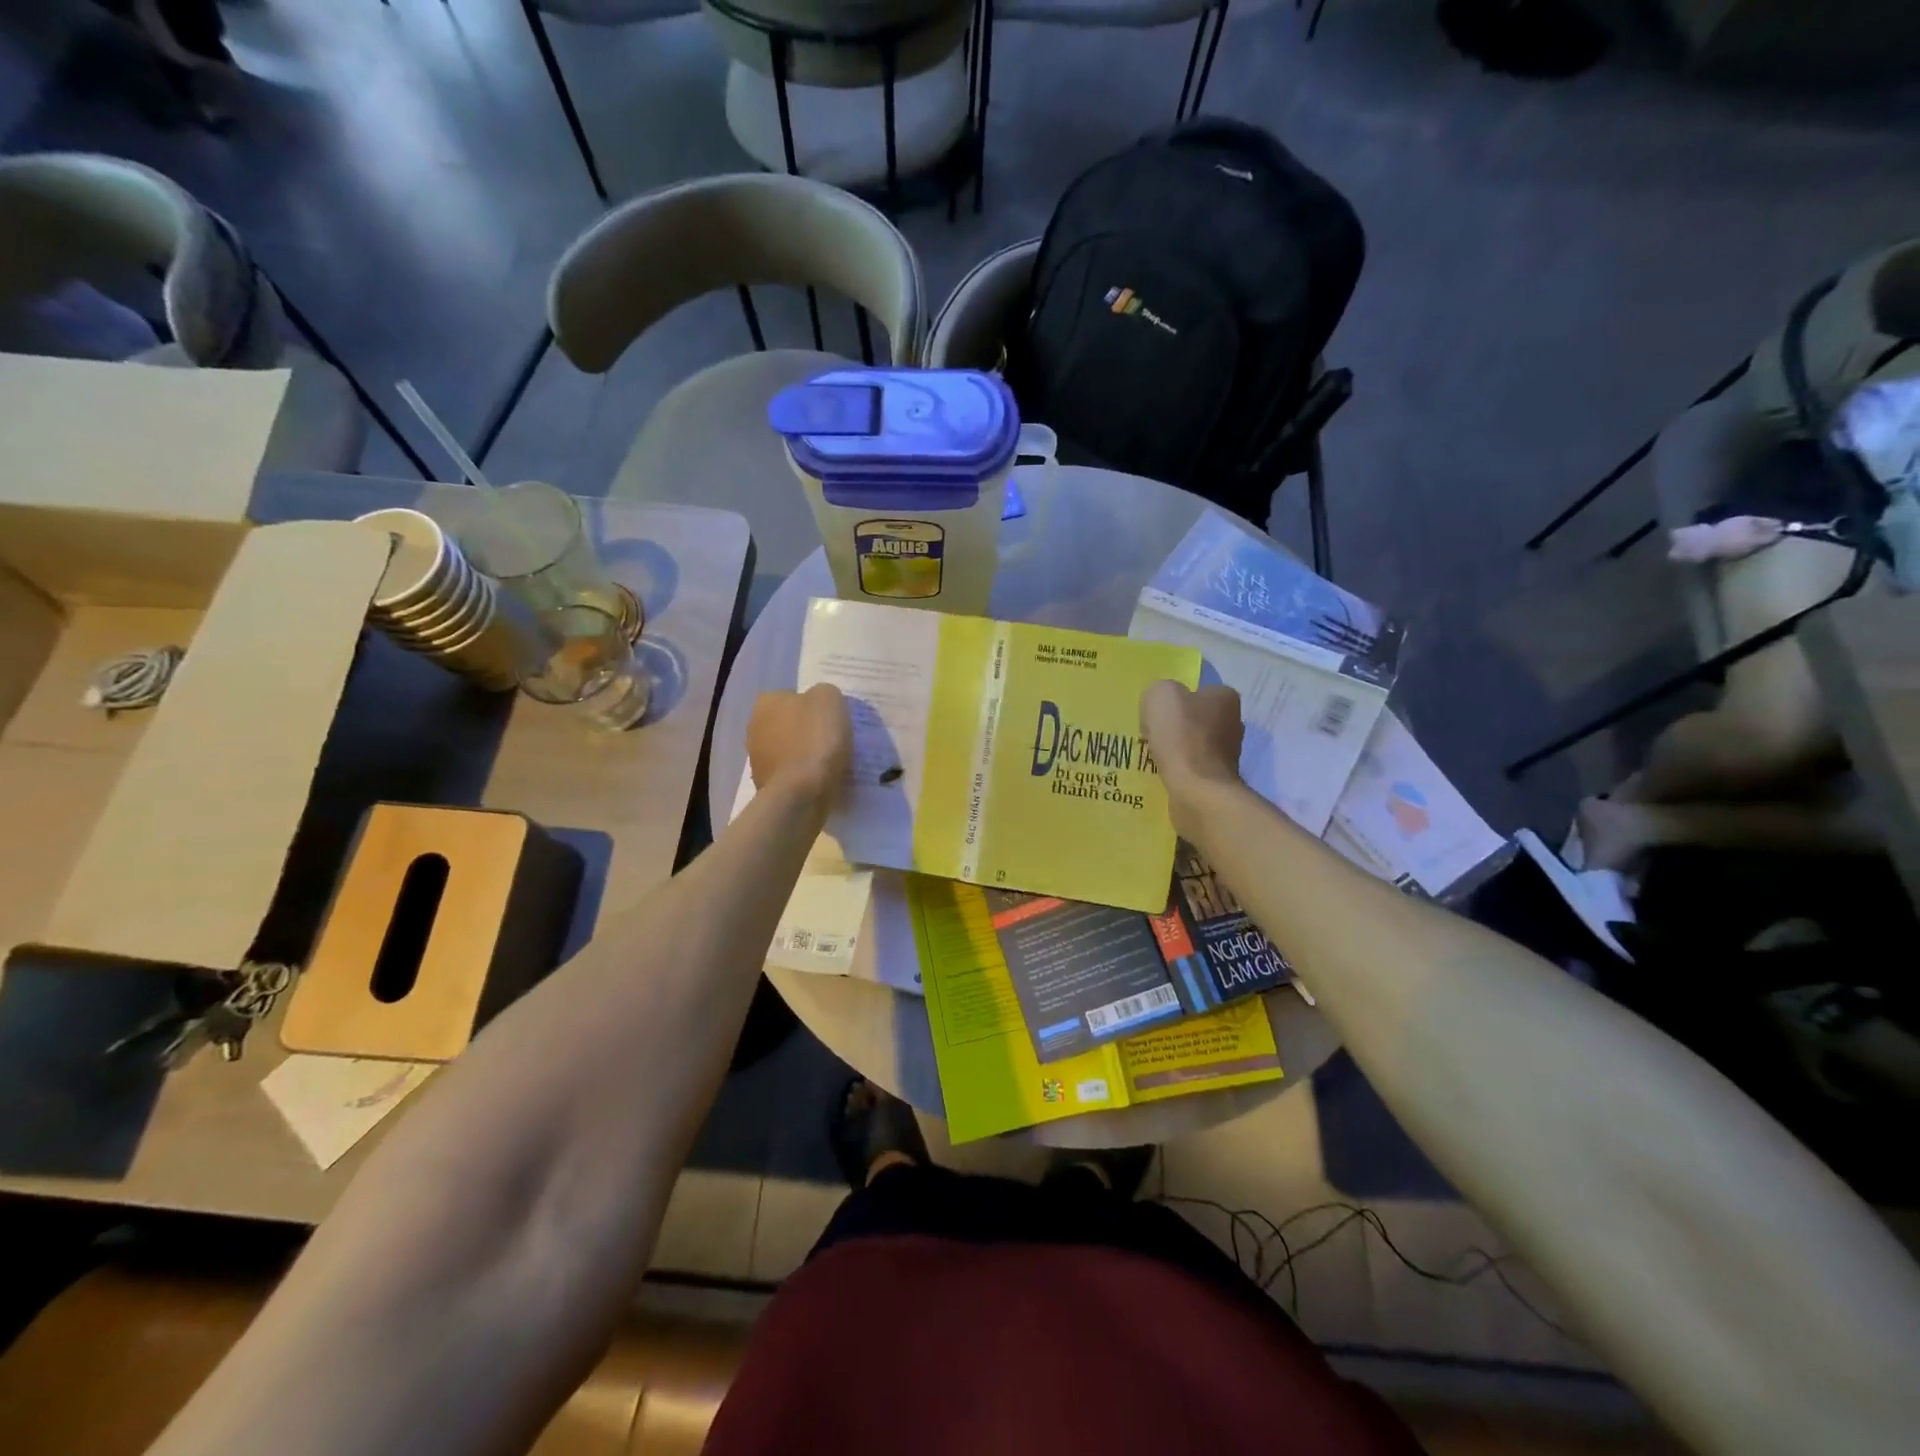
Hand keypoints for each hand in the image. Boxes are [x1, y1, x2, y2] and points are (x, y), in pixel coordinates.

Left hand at [748, 684, 851, 810]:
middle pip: (788, 724)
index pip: (792, 697)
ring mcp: (757, 759)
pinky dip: (803, 777)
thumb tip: (820, 703)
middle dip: (806, 731)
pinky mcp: (765, 786)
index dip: (814, 707)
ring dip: (804, 755)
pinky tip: (820, 781)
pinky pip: (790, 775)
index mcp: (766, 702)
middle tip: (832, 740)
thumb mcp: (831, 699)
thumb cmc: (815, 739)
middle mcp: (754, 727)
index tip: (831, 720)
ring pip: (788, 750)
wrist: (801, 792)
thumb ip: (824, 694)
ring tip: (830, 764)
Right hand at [1141, 680, 1243, 834]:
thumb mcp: (1160, 695)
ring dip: (1174, 749)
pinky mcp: (1218, 778)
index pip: (1197, 689)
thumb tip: (1160, 705)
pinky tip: (1162, 772)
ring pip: (1193, 743)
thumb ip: (1159, 691)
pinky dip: (1177, 769)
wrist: (1197, 791)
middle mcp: (1233, 722)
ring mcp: (1228, 753)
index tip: (1156, 712)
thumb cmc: (1182, 737)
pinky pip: (1191, 767)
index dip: (1174, 699)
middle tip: (1150, 733)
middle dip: (1175, 725)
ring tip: (1151, 755)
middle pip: (1195, 717)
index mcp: (1224, 697)